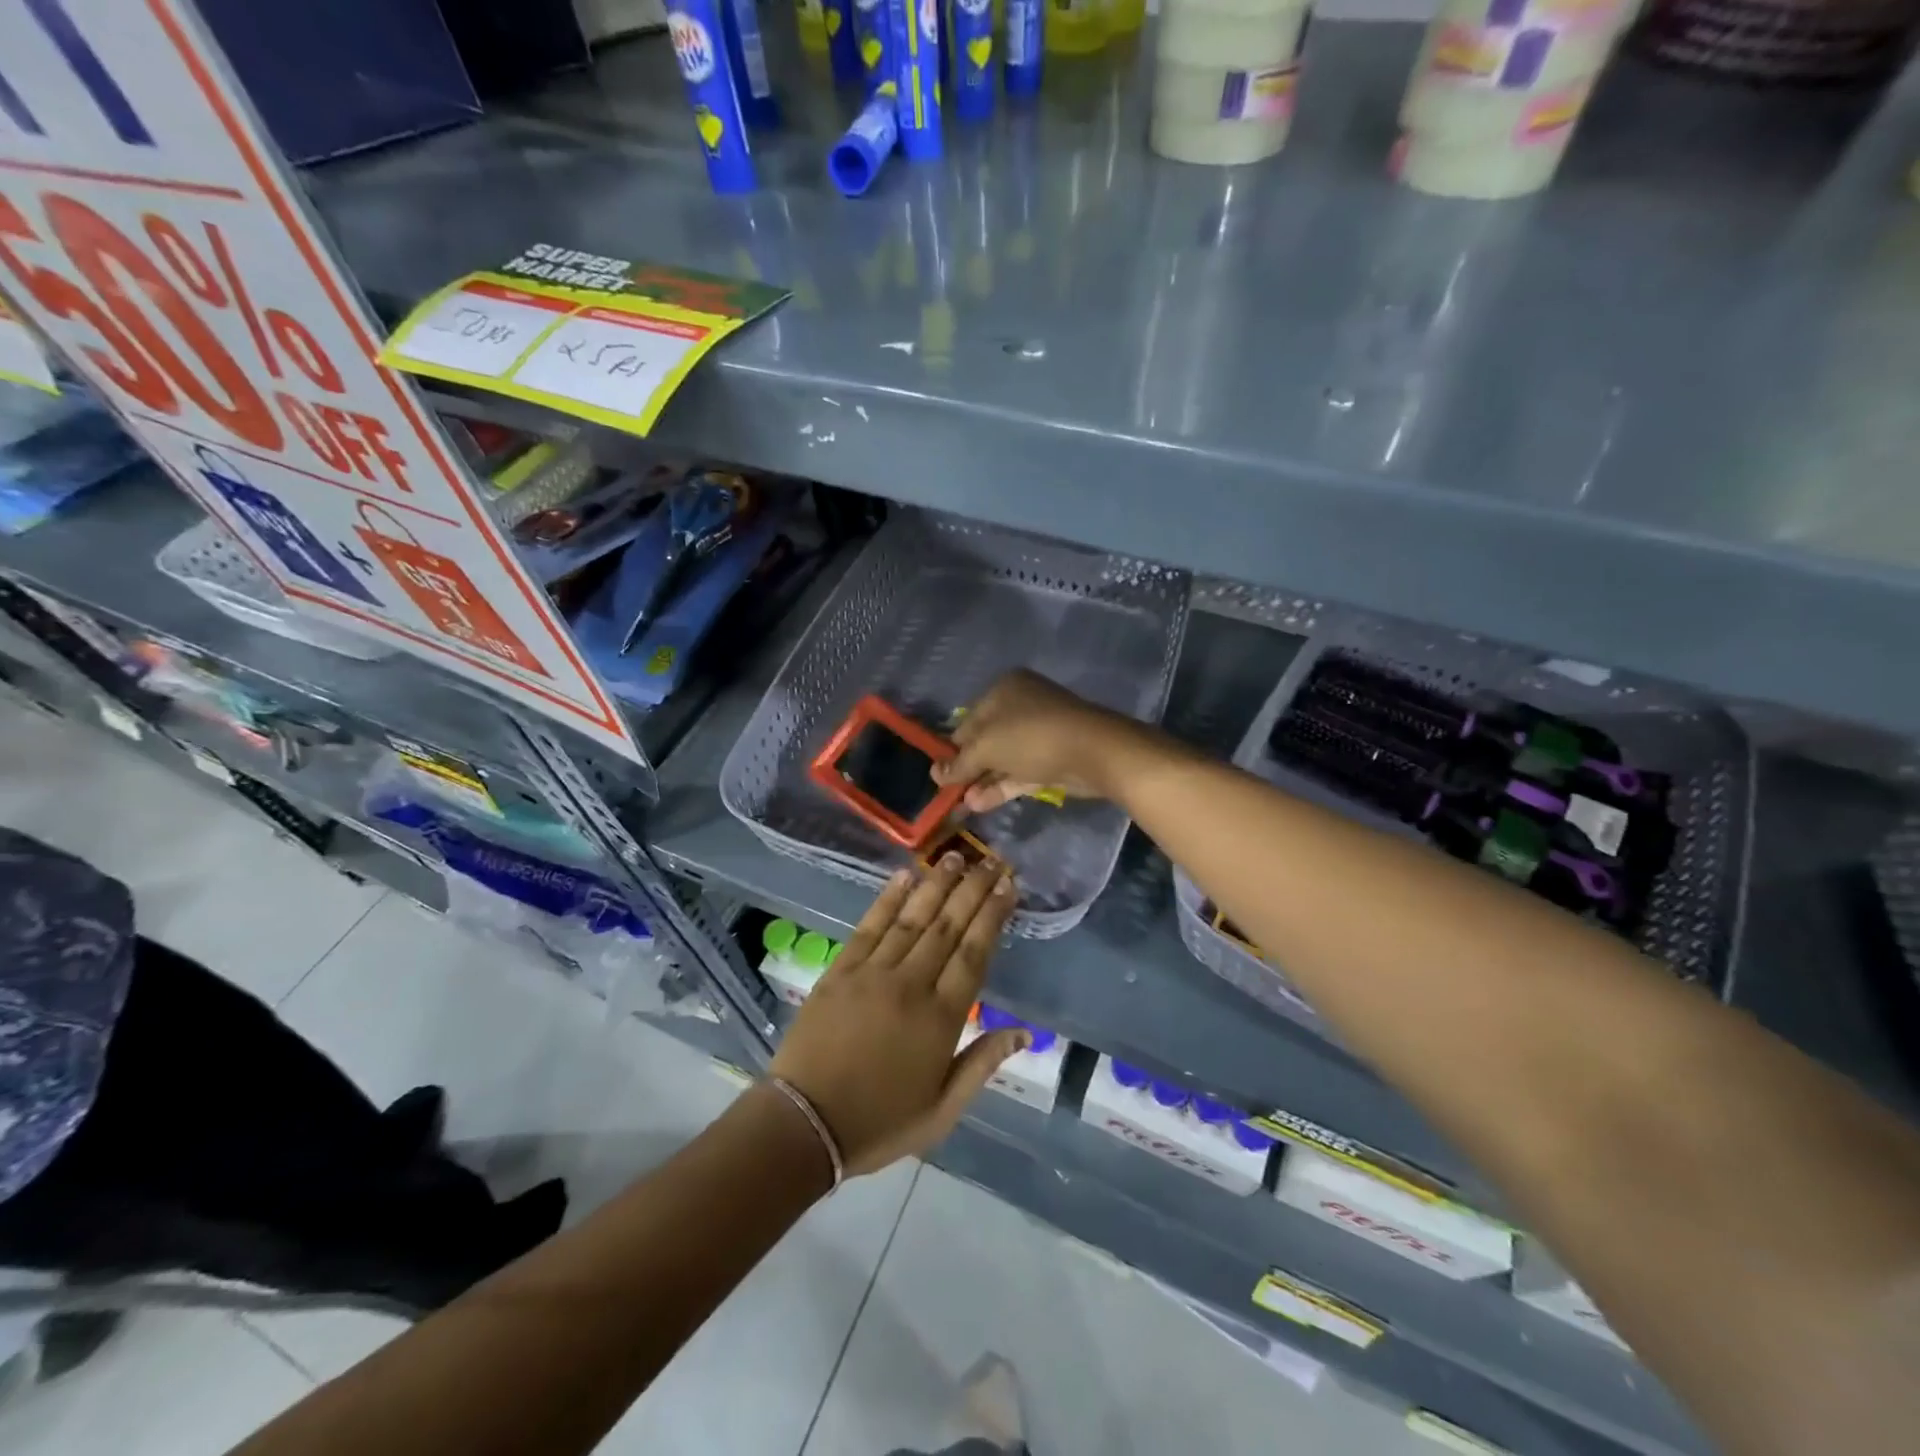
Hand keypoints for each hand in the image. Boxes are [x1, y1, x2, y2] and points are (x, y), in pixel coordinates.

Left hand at [769, 854, 1025, 1175]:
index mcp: (941, 1019)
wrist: (804, 1124)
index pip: (975, 953)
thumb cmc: (880, 1122)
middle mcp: (910, 985)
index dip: (993, 915)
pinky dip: (889, 898)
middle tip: (992, 859)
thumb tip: (1023, 1031)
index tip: (1008, 886)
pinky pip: (870, 926)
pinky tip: (905, 875)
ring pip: (912, 918)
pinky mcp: (841, 970)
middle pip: (948, 926)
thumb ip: (982, 1064)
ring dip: (936, 884)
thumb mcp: (942, 1111)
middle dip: (973, 889)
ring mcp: (873, 973)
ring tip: (956, 856)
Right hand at [932, 669, 1148, 813]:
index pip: (967, 720)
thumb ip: (960, 764)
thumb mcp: (986, 748)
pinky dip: (1001, 786)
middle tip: (949, 793)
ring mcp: (1040, 732)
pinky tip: (978, 805)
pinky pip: (1020, 772)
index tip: (939, 774)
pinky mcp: (1053, 758)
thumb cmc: (1031, 737)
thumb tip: (935, 774)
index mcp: (1003, 690)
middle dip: (968, 768)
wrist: (1093, 751)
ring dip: (982, 781)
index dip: (952, 748)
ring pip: (1003, 759)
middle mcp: (1021, 705)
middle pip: (986, 739)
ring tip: (961, 806)